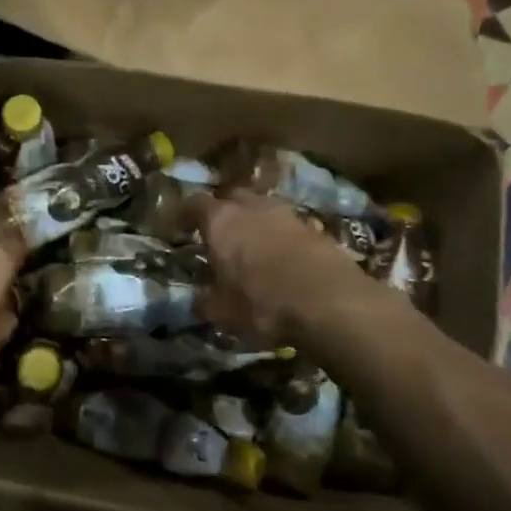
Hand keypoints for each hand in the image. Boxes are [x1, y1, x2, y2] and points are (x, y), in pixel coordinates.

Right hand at [190, 191, 374, 346]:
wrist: (330, 302)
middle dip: (224, 212)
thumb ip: (207, 302)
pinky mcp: (316, 228)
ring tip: (253, 247)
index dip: (186, 214)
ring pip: (263, 209)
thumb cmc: (262, 303)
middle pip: (232, 198)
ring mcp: (287, 214)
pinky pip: (289, 226)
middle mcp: (252, 208)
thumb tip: (199, 301)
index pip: (195, 204)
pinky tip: (283, 259)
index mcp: (220, 221)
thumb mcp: (223, 312)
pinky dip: (282, 238)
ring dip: (256, 223)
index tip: (181, 227)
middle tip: (219, 235)